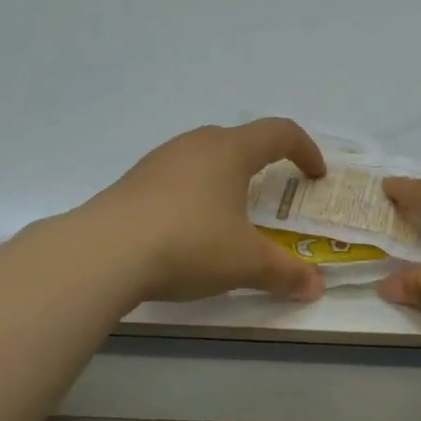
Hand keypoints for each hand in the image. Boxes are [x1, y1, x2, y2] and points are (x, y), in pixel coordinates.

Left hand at [87, 119, 328, 303]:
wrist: (104, 253)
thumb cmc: (190, 244)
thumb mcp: (246, 263)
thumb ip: (285, 273)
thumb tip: (316, 287)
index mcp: (230, 151)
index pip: (279, 132)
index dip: (305, 150)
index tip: (315, 176)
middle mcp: (195, 145)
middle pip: (239, 140)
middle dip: (264, 163)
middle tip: (273, 195)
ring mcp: (159, 161)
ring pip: (204, 158)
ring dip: (226, 178)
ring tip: (231, 214)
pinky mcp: (133, 182)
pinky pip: (177, 179)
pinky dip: (195, 195)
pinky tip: (189, 230)